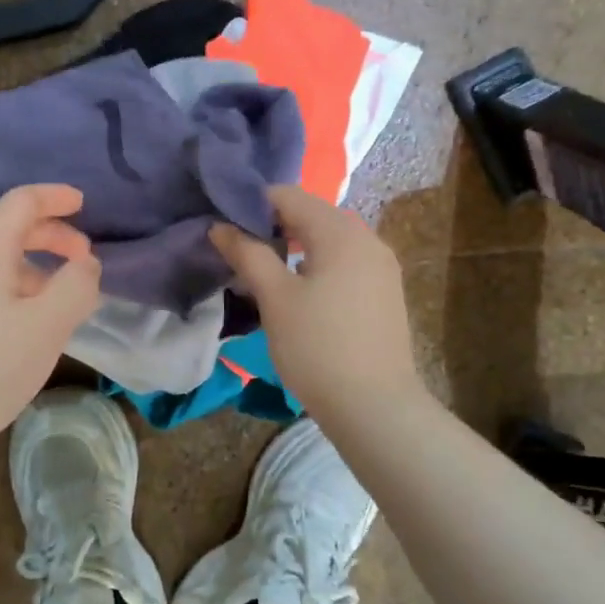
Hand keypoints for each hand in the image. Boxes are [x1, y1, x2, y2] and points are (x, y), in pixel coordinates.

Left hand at [0, 185, 100, 458]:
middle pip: (6, 230)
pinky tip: (22, 331)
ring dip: (32, 271)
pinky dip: (11, 292)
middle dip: (50, 238)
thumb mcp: (47, 326)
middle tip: (83, 261)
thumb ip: (77, 286)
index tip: (83, 203)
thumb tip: (86, 264)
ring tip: (59, 305)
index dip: (55, 197)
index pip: (22, 201)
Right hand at [211, 185, 423, 420]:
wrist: (375, 407)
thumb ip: (247, 254)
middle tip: (239, 249)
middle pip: (311, 214)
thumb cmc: (318, 347)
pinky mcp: (385, 290)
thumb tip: (219, 226)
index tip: (225, 226)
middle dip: (273, 224)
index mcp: (340, 231)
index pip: (289, 196)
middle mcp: (367, 238)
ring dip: (294, 245)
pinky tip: (299, 290)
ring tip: (263, 270)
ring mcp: (381, 265)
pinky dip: (317, 263)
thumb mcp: (275, 297)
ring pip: (329, 238)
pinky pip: (344, 260)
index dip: (252, 204)